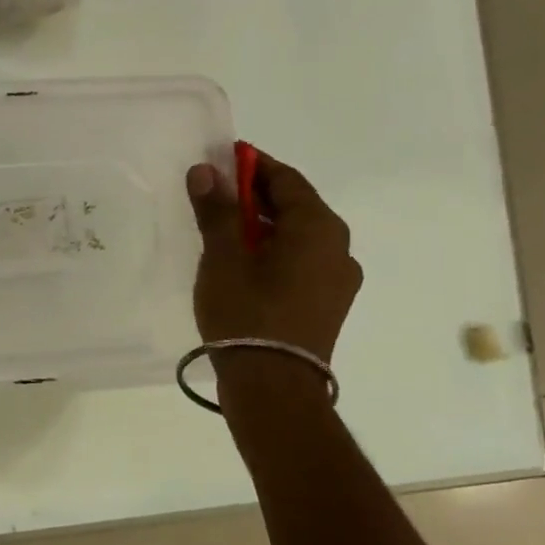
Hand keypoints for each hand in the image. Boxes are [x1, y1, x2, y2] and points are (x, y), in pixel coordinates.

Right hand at [186, 150, 361, 362]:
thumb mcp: (222, 256)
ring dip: (262, 224)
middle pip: (294, 206)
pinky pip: (300, 261)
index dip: (252, 164)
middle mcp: (339, 247)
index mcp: (319, 227)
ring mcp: (337, 279)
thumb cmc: (247, 312)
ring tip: (222, 228)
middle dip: (254, 195)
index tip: (222, 158)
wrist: (272, 386)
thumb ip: (216, 209)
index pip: (285, 179)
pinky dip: (273, 250)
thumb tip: (206, 171)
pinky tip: (242, 262)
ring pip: (297, 235)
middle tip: (215, 191)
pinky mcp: (327, 303)